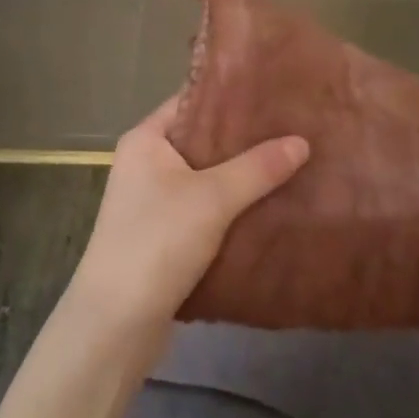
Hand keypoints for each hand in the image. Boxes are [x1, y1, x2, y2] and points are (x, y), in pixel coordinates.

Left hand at [63, 94, 308, 338]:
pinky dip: (234, 209)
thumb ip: (257, 168)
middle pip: (202, 141)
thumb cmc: (157, 242)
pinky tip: (271, 207)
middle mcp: (146, 164)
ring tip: (293, 163)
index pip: (192, 102)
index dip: (232, 97)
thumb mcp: (212, 198)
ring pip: (207, 179)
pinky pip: (206, 211)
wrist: (116, 323)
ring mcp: (153, 203)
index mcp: (146, 140)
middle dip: (245, 140)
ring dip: (243, 177)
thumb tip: (302, 142)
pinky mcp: (164, 237)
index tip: (276, 94)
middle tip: (295, 129)